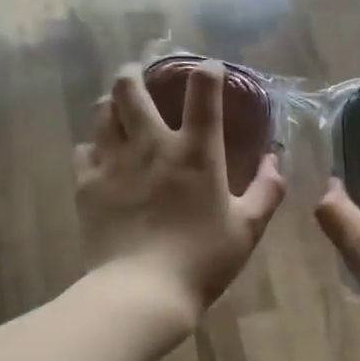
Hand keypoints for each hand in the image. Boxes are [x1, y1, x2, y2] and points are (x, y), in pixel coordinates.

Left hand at [75, 60, 285, 334]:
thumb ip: (267, 190)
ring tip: (119, 108)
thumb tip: (275, 161)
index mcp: (195, 152)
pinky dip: (94, 145)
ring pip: (103, 111)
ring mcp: (114, 162)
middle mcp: (151, 145)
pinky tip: (101, 155)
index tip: (208, 69)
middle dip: (136, 72)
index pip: (201, 92)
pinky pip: (84, 149)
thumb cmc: (203, 260)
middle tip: (140, 75)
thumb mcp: (247, 229)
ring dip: (112, 102)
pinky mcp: (87, 184)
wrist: (142, 291)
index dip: (206, 72)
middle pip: (132, 87)